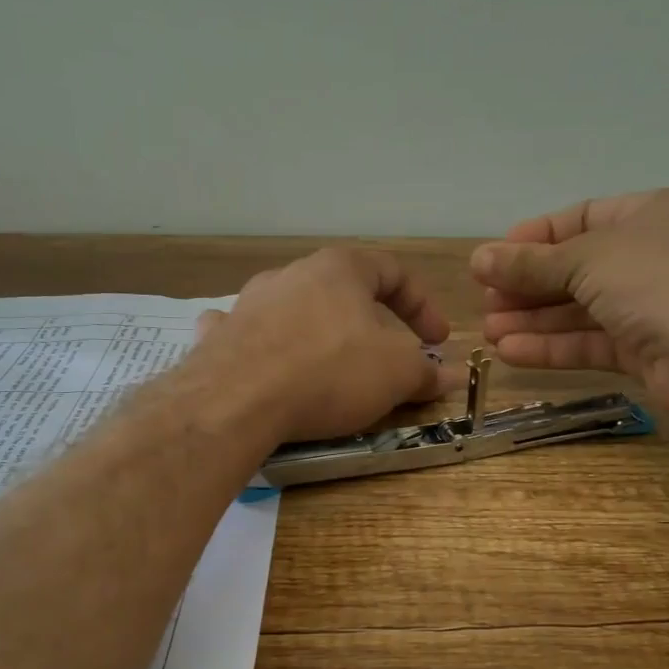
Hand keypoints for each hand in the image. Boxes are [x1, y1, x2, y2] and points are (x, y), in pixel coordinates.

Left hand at [196, 248, 454, 442]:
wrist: (237, 400)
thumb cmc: (330, 371)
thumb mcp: (395, 374)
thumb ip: (425, 371)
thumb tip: (449, 375)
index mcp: (340, 269)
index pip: (393, 272)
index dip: (422, 306)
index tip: (437, 341)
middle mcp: (292, 274)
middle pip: (342, 290)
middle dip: (370, 322)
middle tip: (386, 355)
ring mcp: (249, 303)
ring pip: (295, 308)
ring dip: (319, 331)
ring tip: (331, 365)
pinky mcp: (220, 336)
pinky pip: (249, 332)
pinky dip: (265, 345)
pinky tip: (267, 364)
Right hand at [470, 187, 668, 416]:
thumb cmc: (655, 280)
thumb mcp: (585, 259)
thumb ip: (530, 264)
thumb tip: (478, 259)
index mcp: (648, 215)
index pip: (580, 219)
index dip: (534, 238)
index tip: (493, 258)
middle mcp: (650, 256)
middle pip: (575, 269)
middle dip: (527, 286)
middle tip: (486, 300)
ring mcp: (648, 306)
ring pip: (579, 310)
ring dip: (533, 320)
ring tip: (489, 330)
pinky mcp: (643, 350)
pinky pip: (589, 342)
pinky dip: (551, 346)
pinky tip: (511, 351)